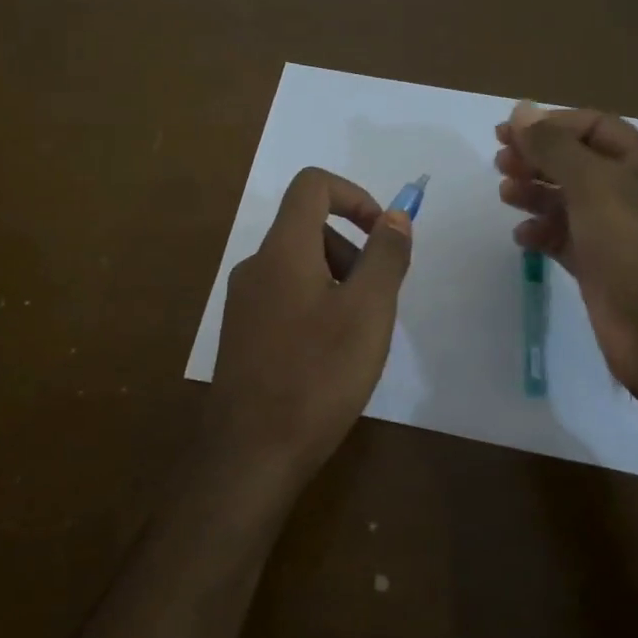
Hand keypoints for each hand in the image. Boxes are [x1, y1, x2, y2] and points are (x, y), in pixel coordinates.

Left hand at [204, 168, 413, 486]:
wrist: (251, 451)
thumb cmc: (317, 376)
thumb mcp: (368, 312)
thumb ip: (385, 257)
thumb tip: (396, 217)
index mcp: (282, 250)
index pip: (312, 186)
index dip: (355, 195)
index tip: (383, 234)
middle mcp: (255, 266)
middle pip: (308, 228)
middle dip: (352, 250)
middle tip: (378, 301)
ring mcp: (243, 302)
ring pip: (299, 267)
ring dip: (338, 282)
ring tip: (358, 335)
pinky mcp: (242, 333)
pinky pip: (286, 298)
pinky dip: (317, 307)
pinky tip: (330, 356)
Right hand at [495, 103, 637, 416]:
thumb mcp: (598, 188)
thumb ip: (556, 148)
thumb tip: (521, 110)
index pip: (594, 127)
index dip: (549, 125)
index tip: (504, 133)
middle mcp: (637, 194)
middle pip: (579, 163)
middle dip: (539, 158)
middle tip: (500, 164)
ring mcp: (621, 235)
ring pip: (570, 202)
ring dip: (536, 193)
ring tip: (506, 195)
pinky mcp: (604, 270)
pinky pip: (567, 240)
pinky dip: (543, 233)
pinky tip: (523, 237)